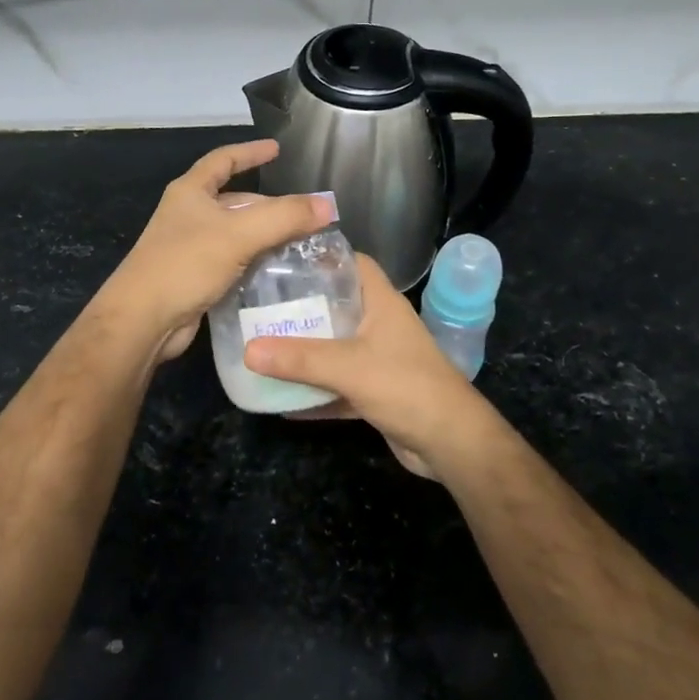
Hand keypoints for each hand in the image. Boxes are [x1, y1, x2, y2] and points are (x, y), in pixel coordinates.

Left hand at [99, 140, 330, 363]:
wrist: (143, 320)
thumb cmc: (185, 264)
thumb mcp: (238, 234)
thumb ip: (284, 217)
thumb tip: (327, 206)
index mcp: (190, 192)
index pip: (223, 160)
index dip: (250, 152)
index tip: (276, 149)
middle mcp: (188, 215)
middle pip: (234, 200)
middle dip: (268, 205)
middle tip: (304, 214)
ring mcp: (189, 248)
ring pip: (236, 233)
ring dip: (265, 236)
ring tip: (301, 242)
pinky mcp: (195, 278)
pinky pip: (232, 261)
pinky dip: (255, 262)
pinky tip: (279, 272)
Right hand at [245, 255, 492, 479]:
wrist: (451, 443)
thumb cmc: (406, 386)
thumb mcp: (349, 367)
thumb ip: (299, 359)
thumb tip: (248, 349)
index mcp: (381, 302)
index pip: (352, 263)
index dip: (321, 257)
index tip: (281, 260)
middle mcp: (380, 325)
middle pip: (336, 305)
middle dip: (301, 307)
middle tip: (259, 306)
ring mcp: (379, 359)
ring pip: (334, 347)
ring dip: (304, 351)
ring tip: (261, 346)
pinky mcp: (375, 391)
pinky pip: (337, 385)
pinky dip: (313, 391)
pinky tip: (280, 400)